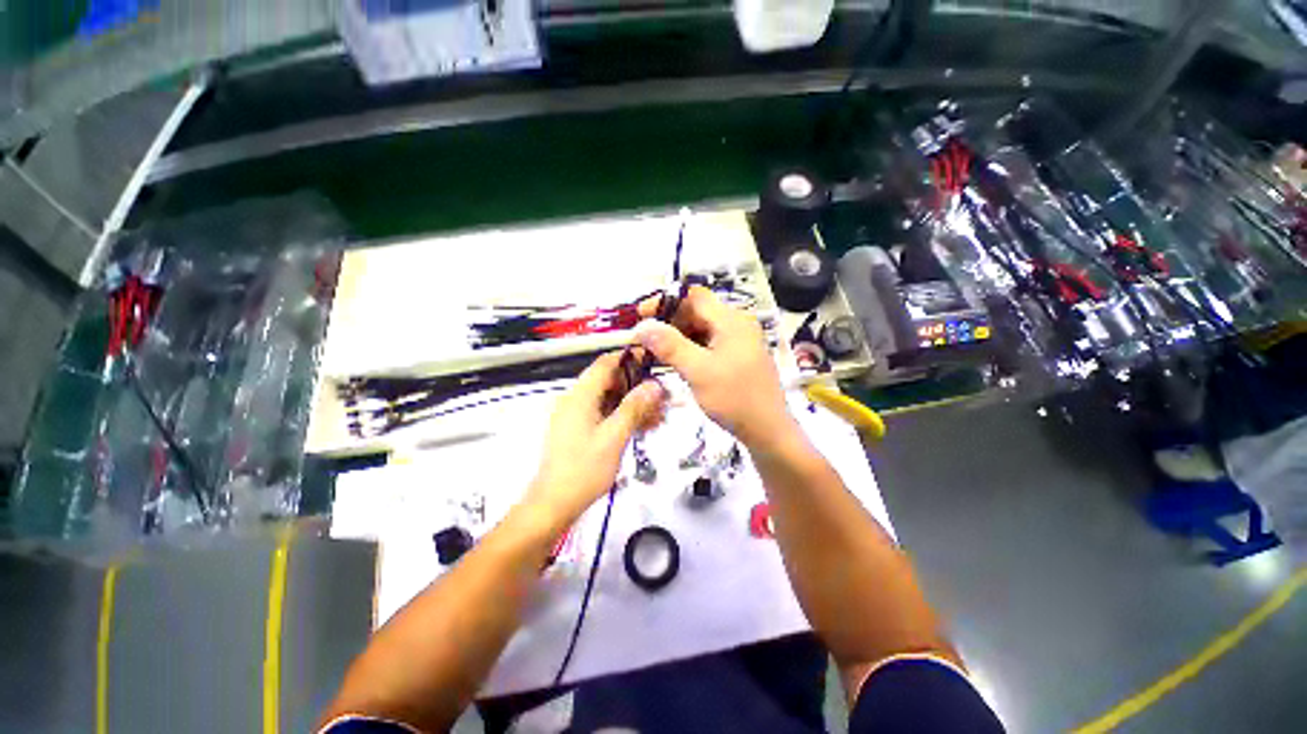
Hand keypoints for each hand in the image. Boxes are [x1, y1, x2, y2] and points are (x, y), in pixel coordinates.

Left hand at [528, 352, 666, 524]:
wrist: (554, 504)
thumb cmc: (583, 470)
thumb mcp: (614, 437)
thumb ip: (633, 408)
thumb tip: (653, 385)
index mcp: (580, 396)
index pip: (605, 364)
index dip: (629, 359)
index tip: (652, 362)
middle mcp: (575, 400)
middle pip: (609, 381)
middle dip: (636, 387)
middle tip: (661, 398)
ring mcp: (575, 415)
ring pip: (609, 399)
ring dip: (632, 404)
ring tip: (657, 416)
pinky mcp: (578, 429)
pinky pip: (603, 413)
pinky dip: (622, 416)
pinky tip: (641, 427)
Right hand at [636, 286, 794, 448]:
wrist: (768, 431)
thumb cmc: (735, 399)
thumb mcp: (699, 371)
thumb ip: (670, 346)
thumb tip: (642, 325)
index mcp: (731, 320)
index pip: (693, 296)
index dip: (665, 302)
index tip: (641, 316)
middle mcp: (737, 324)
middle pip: (697, 312)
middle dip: (669, 322)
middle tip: (646, 339)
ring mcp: (739, 341)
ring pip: (701, 329)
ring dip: (678, 337)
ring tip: (656, 352)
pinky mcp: (737, 357)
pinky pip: (709, 344)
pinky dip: (690, 349)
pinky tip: (676, 362)